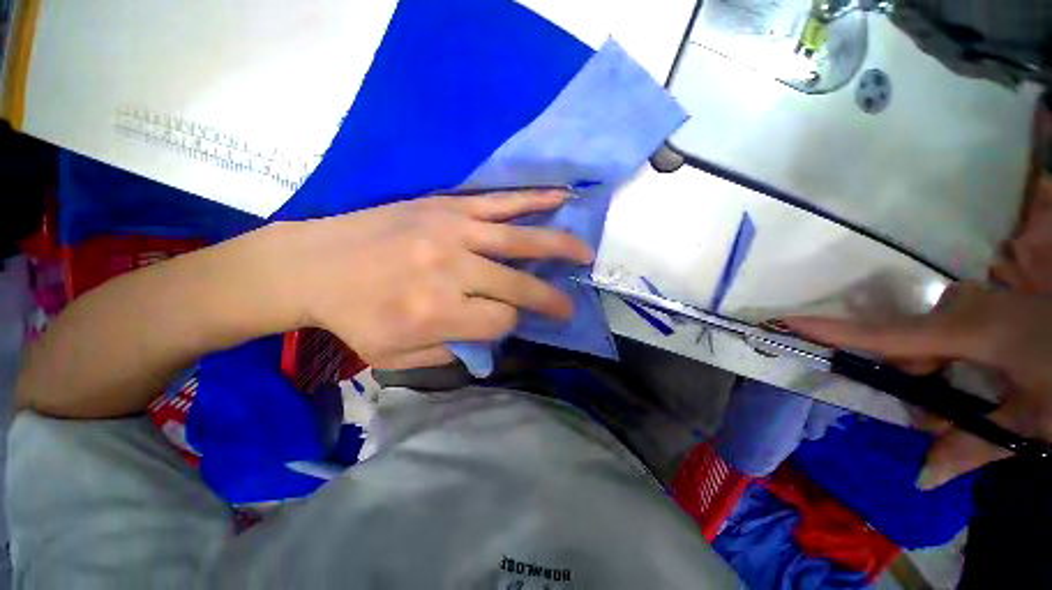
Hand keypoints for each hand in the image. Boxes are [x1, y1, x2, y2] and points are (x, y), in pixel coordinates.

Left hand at [271, 190, 592, 369]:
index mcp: (437, 313)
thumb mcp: (394, 357)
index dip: (510, 325)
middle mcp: (452, 272)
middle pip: (519, 286)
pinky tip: (562, 199)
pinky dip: (536, 200)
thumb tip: (491, 340)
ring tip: (586, 252)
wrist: (313, 263)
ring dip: (561, 246)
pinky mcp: (449, 206)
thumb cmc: (352, 318)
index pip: (500, 322)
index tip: (506, 322)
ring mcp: (454, 233)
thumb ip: (450, 354)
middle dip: (550, 298)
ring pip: (523, 240)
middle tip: (568, 305)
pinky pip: (503, 201)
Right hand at [786, 283, 1051, 488]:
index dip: (833, 331)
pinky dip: (951, 358)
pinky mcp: (984, 304)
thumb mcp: (1033, 424)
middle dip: (918, 382)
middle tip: (946, 419)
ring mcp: (974, 301)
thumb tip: (922, 478)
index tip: (786, 321)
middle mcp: (962, 306)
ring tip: (973, 402)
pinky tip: (982, 376)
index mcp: (970, 330)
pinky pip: (947, 329)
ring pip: (928, 339)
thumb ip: (974, 448)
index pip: (886, 335)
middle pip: (908, 344)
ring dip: (937, 374)